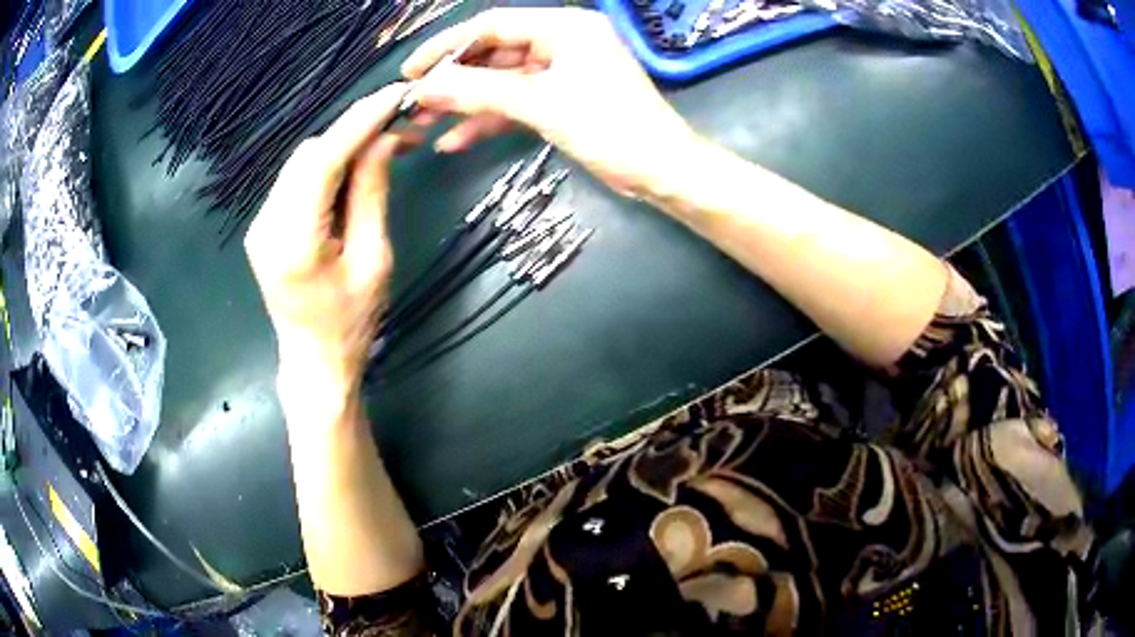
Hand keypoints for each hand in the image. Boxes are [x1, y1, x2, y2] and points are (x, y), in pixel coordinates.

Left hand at [245, 84, 411, 390]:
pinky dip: (326, 168)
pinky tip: (352, 177)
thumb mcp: (373, 260)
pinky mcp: (264, 226)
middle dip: (352, 134)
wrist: (313, 361)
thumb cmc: (351, 323)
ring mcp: (260, 225)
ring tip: (382, 153)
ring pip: (301, 163)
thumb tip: (382, 140)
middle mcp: (266, 226)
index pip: (321, 161)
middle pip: (308, 155)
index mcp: (293, 242)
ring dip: (341, 150)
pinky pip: (296, 181)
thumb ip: (371, 194)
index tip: (393, 97)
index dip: (357, 123)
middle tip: (398, 131)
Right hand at [403, 8, 698, 198]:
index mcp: (564, 27)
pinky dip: (489, 119)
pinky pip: (516, 102)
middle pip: (493, 53)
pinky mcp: (561, 99)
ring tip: (424, 125)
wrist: (661, 171)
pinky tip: (455, 140)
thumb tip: (425, 86)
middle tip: (414, 102)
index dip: (446, 46)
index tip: (410, 71)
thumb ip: (479, 91)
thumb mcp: (541, 104)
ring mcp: (561, 71)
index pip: (491, 26)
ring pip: (501, 81)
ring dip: (465, 103)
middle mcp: (562, 41)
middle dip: (453, 80)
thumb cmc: (611, 128)